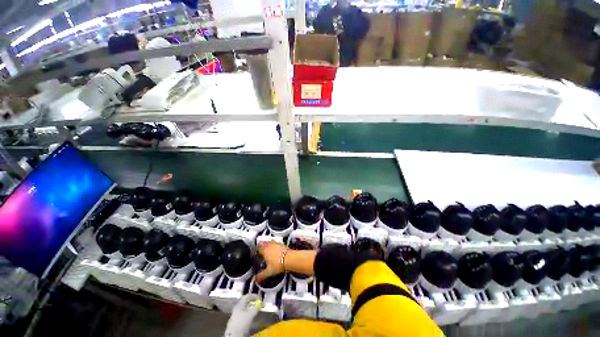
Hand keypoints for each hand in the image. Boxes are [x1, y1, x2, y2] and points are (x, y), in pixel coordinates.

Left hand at [224, 294, 261, 336]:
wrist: (234, 335)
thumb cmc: (242, 322)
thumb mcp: (251, 314)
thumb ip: (255, 308)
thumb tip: (259, 304)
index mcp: (239, 305)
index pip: (247, 296)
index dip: (253, 296)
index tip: (259, 298)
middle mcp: (237, 309)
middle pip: (246, 303)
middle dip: (252, 303)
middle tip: (258, 304)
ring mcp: (236, 316)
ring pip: (245, 310)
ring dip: (251, 309)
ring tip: (256, 311)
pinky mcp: (236, 322)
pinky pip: (244, 316)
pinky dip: (248, 315)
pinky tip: (251, 318)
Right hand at [255, 241, 286, 283]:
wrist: (290, 258)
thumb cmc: (278, 264)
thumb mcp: (269, 272)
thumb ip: (261, 276)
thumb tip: (256, 280)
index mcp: (265, 249)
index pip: (258, 247)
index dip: (256, 251)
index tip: (256, 254)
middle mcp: (270, 244)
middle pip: (263, 243)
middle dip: (261, 247)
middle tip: (261, 253)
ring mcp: (276, 243)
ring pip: (269, 242)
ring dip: (268, 245)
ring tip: (268, 251)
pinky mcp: (282, 243)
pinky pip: (276, 243)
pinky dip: (274, 246)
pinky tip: (275, 251)